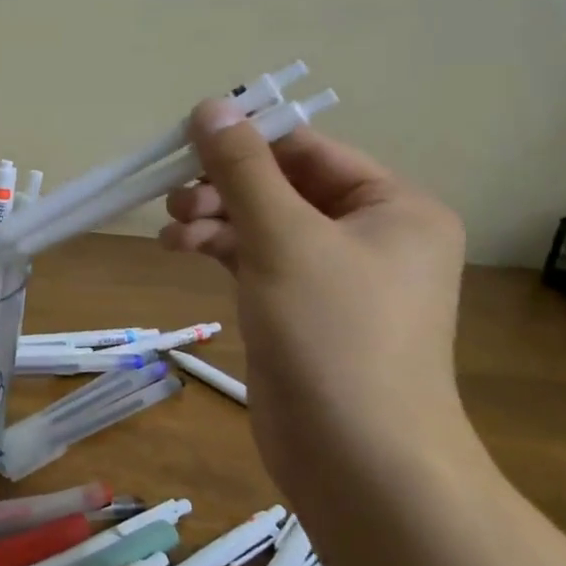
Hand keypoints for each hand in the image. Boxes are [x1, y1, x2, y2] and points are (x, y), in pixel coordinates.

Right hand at [158, 100, 472, 497]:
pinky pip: (255, 257)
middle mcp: (370, 233)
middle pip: (281, 185)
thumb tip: (210, 105)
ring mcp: (334, 274)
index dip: (245, 140)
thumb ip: (242, 168)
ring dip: (214, 218)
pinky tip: (179, 248)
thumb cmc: (333, 334)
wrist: (358, 460)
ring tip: (173, 231)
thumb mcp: (282, 238)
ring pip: (262, 221)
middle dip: (223, 187)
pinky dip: (218, 248)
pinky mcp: (300, 308)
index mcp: (393, 206)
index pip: (307, 150)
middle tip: (175, 198)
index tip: (184, 142)